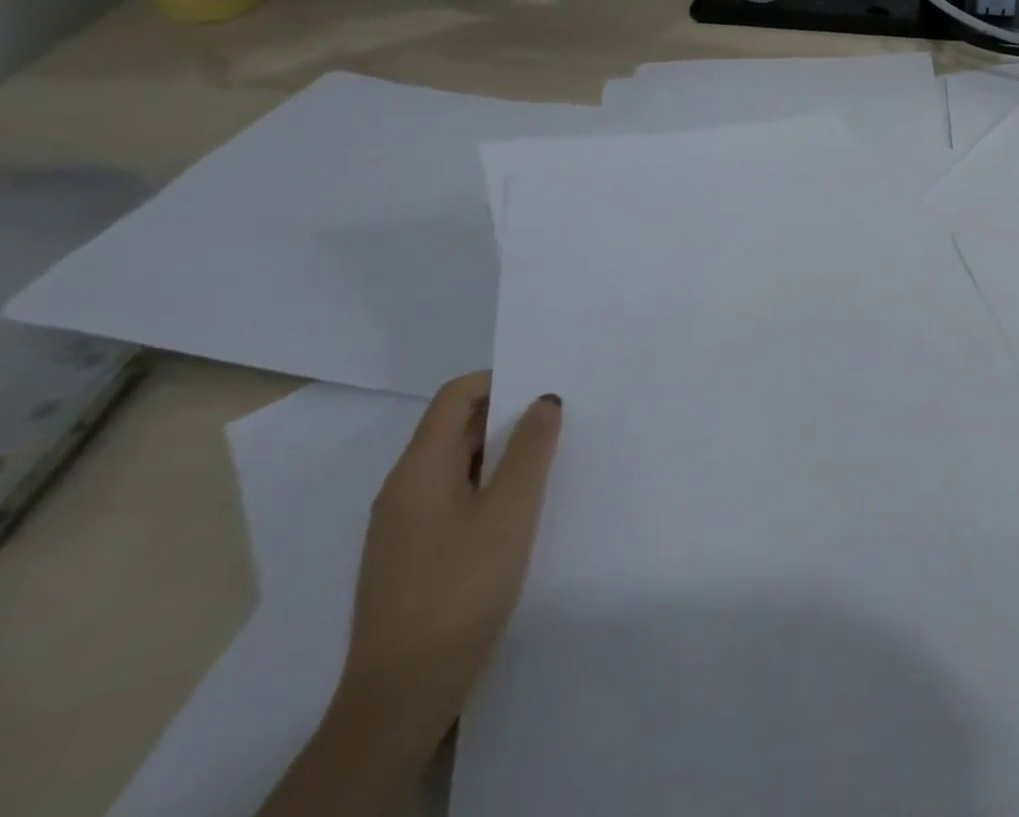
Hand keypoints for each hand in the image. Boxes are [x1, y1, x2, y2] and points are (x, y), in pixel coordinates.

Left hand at [339, 372, 562, 743]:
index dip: (500, 381)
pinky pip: (453, 499)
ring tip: (550, 461)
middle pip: (455, 428)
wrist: (404, 693)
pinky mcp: (412, 557)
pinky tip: (520, 510)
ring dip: (501, 455)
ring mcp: (403, 526)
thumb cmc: (460, 586)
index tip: (545, 388)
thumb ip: (531, 448)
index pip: (455, 397)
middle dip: (507, 417)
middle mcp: (402, 489)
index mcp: (418, 469)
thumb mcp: (511, 509)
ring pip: (457, 466)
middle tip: (560, 420)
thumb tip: (544, 400)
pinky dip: (488, 487)